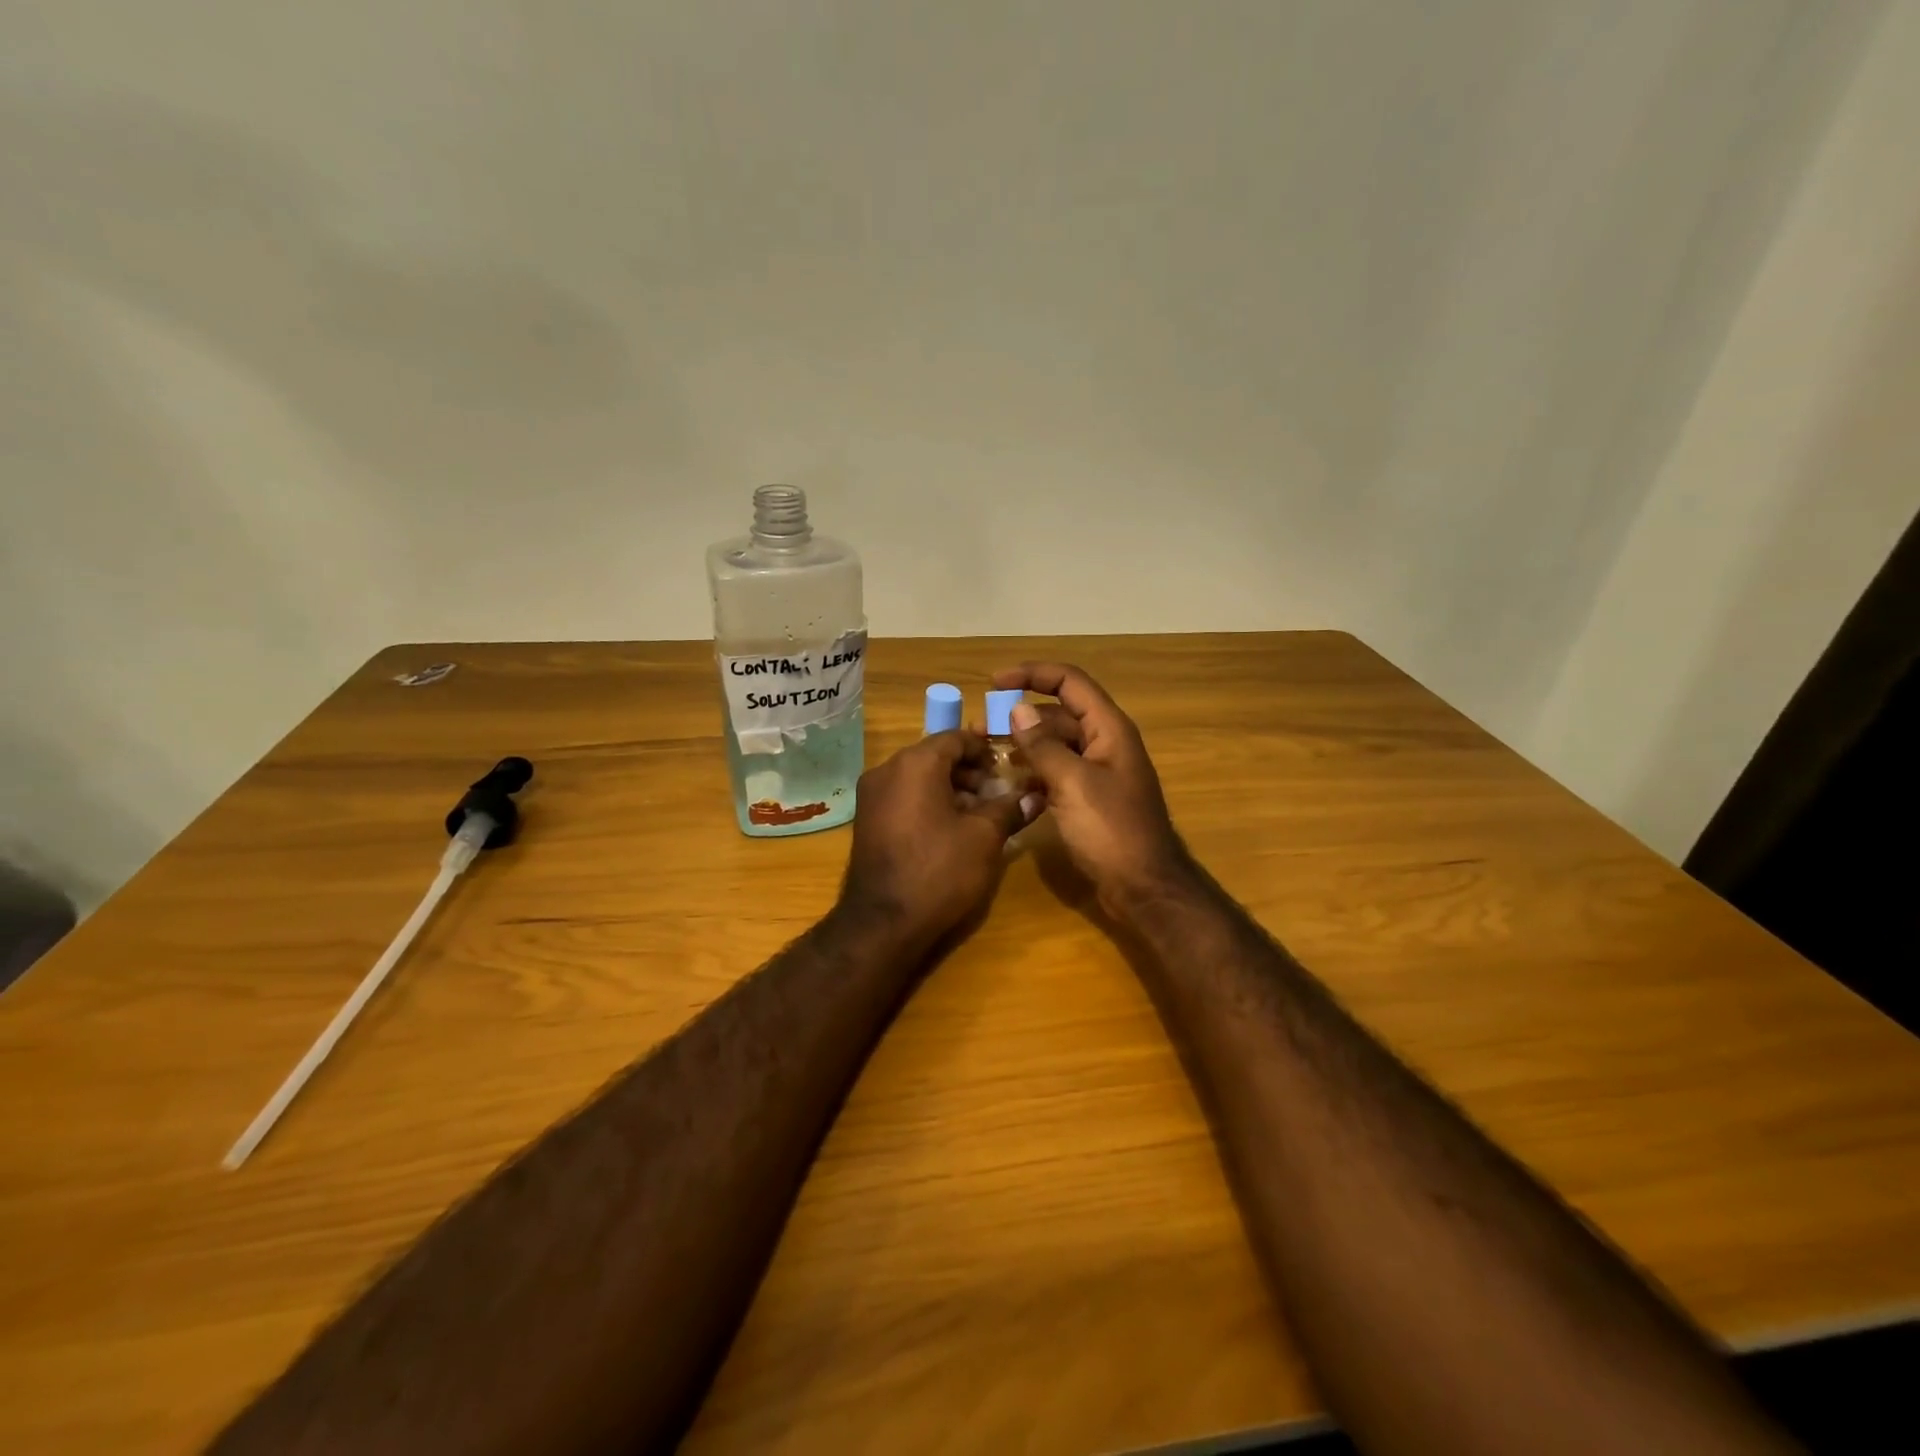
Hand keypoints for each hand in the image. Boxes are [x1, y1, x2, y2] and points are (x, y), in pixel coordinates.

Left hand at [840, 731, 1035, 944]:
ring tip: (979, 813)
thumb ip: (1010, 808)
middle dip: (969, 771)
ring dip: (950, 787)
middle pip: (935, 756)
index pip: (954, 738)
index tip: (1007, 765)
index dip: (984, 748)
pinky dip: (928, 802)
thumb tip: (1036, 796)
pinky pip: (903, 797)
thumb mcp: (984, 838)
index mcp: (914, 764)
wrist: (883, 922)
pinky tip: (951, 828)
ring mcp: (871, 796)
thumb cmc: (939, 871)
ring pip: (918, 777)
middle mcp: (886, 770)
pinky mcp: (867, 821)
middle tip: (997, 792)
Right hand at [991, 662, 1190, 910]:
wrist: (1143, 886)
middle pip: (1058, 713)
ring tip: (987, 753)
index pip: (1069, 682)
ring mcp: (1098, 771)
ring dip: (1024, 744)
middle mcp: (1104, 742)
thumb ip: (1043, 745)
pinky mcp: (1089, 797)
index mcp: (1109, 729)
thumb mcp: (1072, 783)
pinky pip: (1057, 771)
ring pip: (1055, 744)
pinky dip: (1034, 771)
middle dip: (1020, 715)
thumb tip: (1017, 710)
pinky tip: (1010, 783)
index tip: (994, 682)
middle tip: (980, 728)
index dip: (1032, 674)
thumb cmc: (1111, 830)